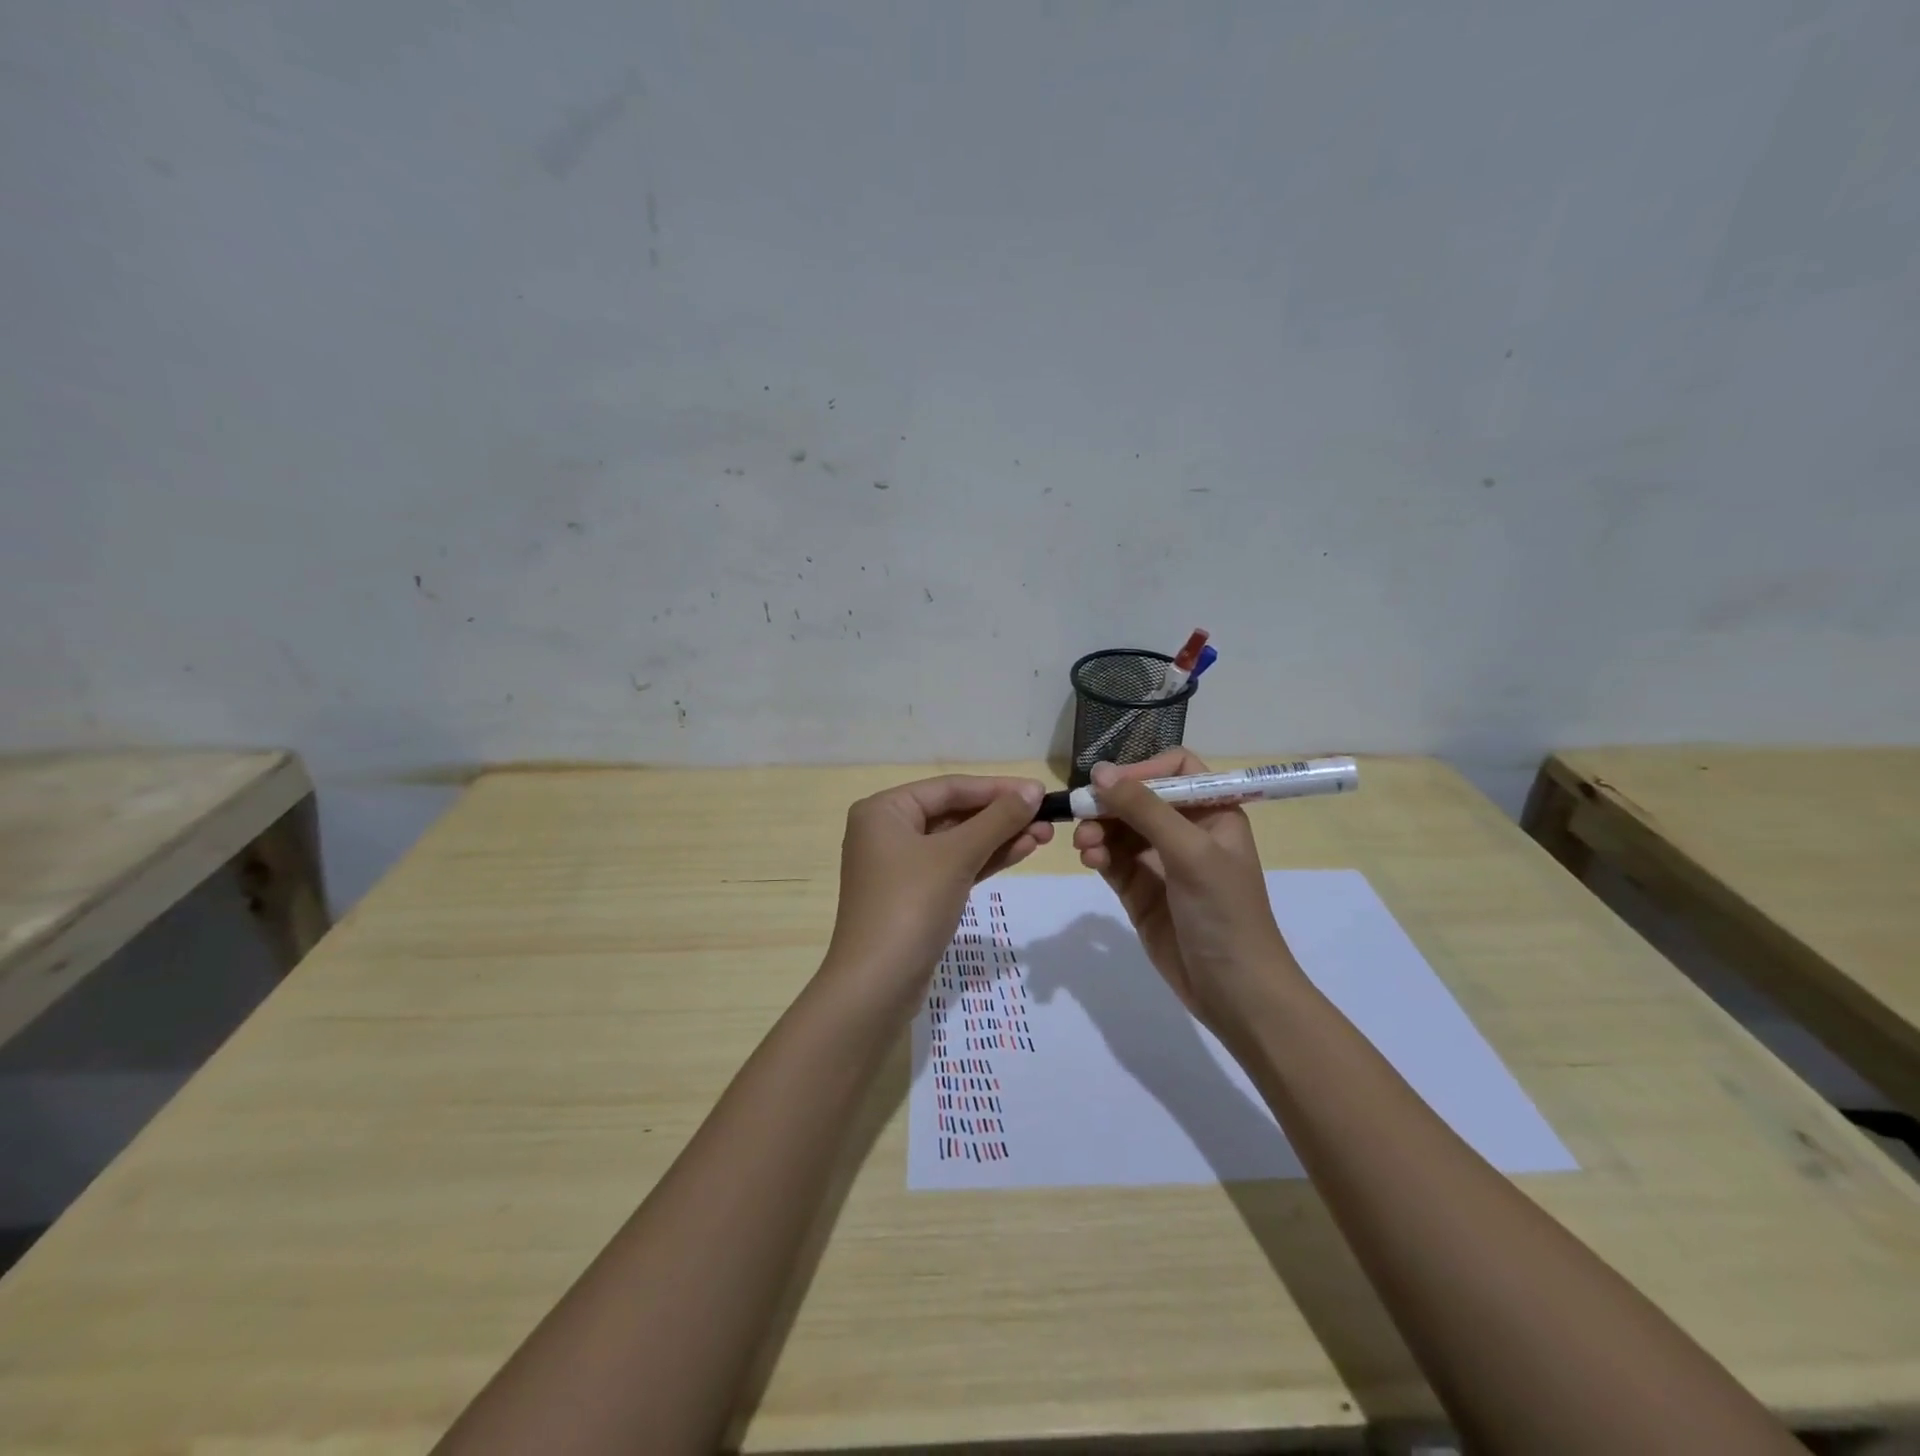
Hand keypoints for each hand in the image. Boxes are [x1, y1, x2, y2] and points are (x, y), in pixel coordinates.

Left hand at [825, 775, 1050, 1004]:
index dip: (997, 788)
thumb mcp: (956, 856)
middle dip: (1001, 816)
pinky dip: (985, 860)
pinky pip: (954, 866)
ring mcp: (900, 866)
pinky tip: (1021, 851)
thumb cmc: (910, 905)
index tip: (1040, 792)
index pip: (949, 787)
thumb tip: (1033, 790)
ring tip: (1045, 836)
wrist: (877, 985)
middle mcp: (887, 831)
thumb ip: (997, 820)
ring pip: (958, 842)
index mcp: (884, 810)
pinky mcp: (915, 896)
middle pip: (954, 813)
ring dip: (999, 838)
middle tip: (1048, 818)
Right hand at [1072, 751, 1296, 1027]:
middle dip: (1110, 804)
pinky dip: (1098, 854)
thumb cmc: (1224, 911)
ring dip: (1099, 830)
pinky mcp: (1140, 891)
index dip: (1142, 770)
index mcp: (1213, 813)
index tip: (1111, 783)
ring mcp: (1161, 862)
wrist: (1234, 991)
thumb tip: (1100, 771)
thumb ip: (1144, 809)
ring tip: (1085, 846)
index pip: (1175, 770)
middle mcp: (1187, 831)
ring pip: (1120, 829)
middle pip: (1139, 798)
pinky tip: (1090, 860)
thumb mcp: (1189, 852)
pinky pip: (1113, 859)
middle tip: (1082, 813)